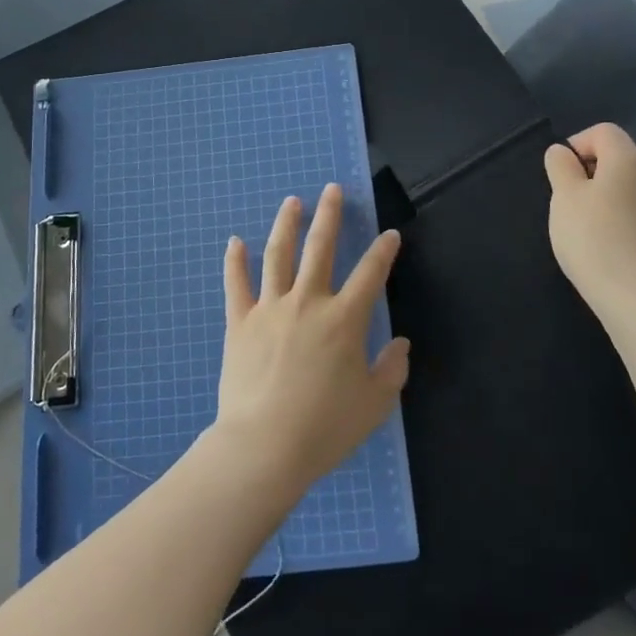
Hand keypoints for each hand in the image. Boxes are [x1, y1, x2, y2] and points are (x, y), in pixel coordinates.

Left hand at [213, 184, 408, 499]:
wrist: (264, 446)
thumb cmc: (325, 428)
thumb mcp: (375, 404)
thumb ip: (393, 370)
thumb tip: (400, 344)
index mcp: (344, 319)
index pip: (370, 274)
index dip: (383, 251)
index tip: (389, 234)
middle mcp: (308, 302)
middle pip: (320, 248)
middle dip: (330, 215)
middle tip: (333, 190)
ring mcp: (270, 308)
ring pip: (278, 255)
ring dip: (287, 225)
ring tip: (292, 201)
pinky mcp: (240, 322)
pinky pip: (237, 284)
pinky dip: (235, 261)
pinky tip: (235, 241)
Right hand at [544, 123, 635, 303]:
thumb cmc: (594, 238)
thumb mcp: (564, 198)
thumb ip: (560, 168)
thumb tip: (563, 152)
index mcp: (629, 160)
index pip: (603, 132)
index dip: (577, 144)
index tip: (560, 175)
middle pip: (621, 159)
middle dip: (592, 173)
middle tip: (569, 203)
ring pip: (634, 189)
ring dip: (610, 199)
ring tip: (588, 228)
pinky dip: (626, 223)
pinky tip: (612, 250)